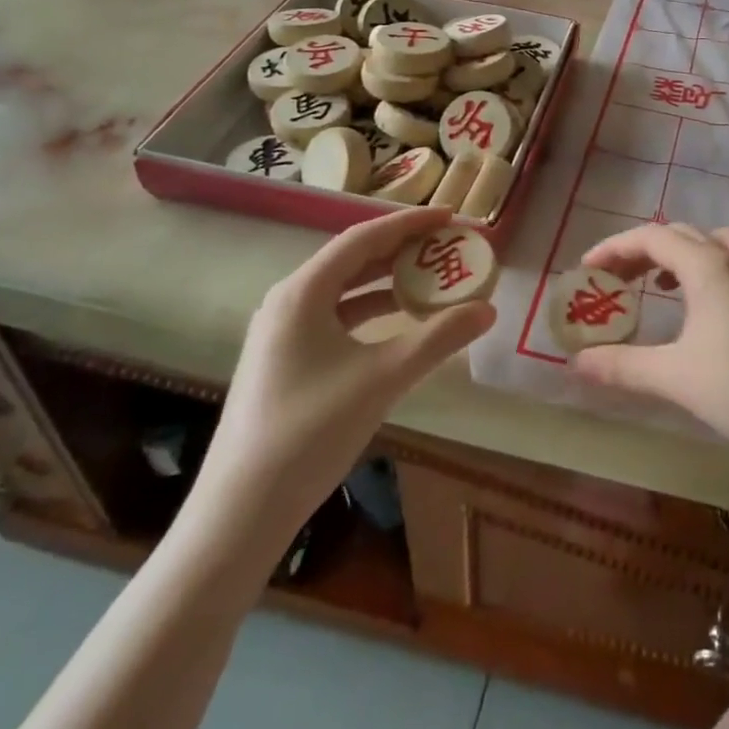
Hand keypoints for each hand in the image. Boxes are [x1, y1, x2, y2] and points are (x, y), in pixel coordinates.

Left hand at [193, 207, 495, 537]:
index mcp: (303, 292)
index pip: (363, 238)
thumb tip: (487, 309)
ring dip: (388, 281)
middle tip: (448, 246)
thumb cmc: (310, 432)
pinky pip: (336, 317)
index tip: (450, 216)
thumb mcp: (383, 378)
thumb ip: (438, 338)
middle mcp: (288, 301)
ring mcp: (282, 332)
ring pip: (345, 290)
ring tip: (433, 278)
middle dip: (403, 249)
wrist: (241, 512)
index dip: (410, 223)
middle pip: (354, 259)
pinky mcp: (285, 360)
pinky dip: (371, 311)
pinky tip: (399, 322)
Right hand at [572, 224, 728, 470]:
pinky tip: (692, 308)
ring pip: (708, 244)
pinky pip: (726, 263)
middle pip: (678, 235)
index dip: (613, 248)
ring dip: (674, 255)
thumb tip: (575, 362)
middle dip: (639, 251)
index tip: (586, 272)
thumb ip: (622, 366)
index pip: (651, 237)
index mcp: (706, 267)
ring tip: (652, 284)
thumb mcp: (675, 378)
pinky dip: (700, 269)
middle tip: (612, 281)